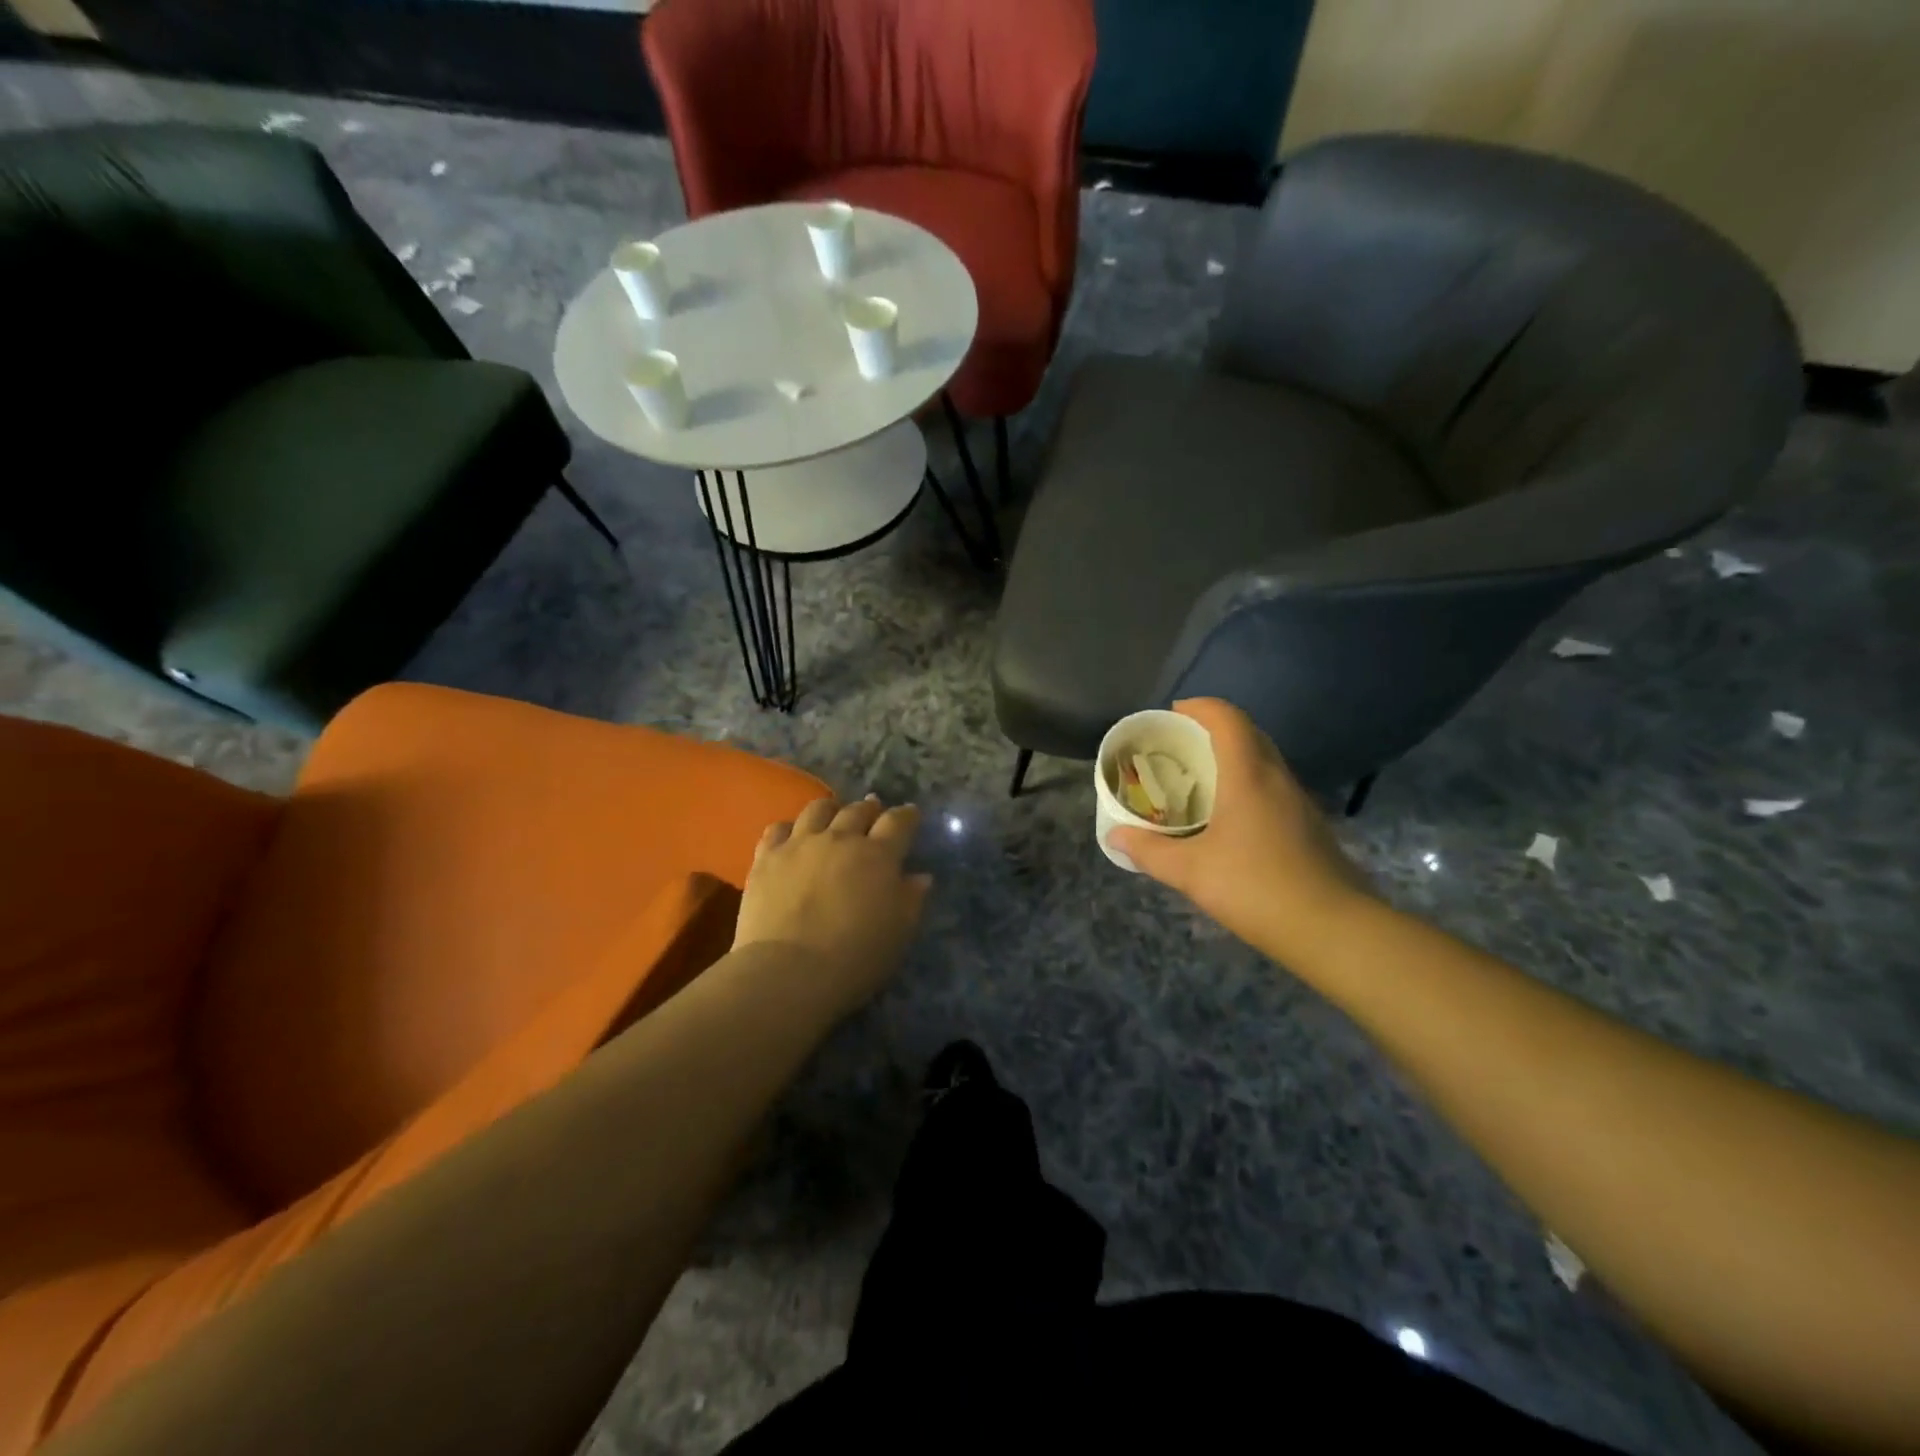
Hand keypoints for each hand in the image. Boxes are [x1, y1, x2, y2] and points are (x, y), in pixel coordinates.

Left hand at [732, 795, 931, 1018]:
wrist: (788, 972)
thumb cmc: (854, 958)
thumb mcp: (898, 934)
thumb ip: (911, 900)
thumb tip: (920, 876)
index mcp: (878, 856)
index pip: (898, 822)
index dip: (907, 815)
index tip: (911, 814)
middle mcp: (840, 839)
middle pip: (858, 810)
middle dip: (870, 809)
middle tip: (873, 812)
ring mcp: (800, 844)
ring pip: (818, 809)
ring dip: (831, 809)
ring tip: (833, 815)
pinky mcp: (767, 858)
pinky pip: (777, 829)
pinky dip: (789, 829)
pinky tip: (791, 837)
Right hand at [1108, 699, 1372, 963]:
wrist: (1333, 930)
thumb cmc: (1256, 888)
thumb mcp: (1190, 871)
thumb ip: (1149, 851)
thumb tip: (1114, 836)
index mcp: (1249, 776)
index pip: (1228, 719)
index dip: (1200, 707)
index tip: (1173, 714)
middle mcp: (1278, 779)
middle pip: (1249, 734)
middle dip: (1215, 729)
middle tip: (1181, 746)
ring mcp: (1300, 803)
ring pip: (1265, 762)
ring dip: (1234, 758)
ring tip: (1201, 780)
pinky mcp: (1310, 827)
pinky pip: (1275, 788)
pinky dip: (1249, 785)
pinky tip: (1231, 819)